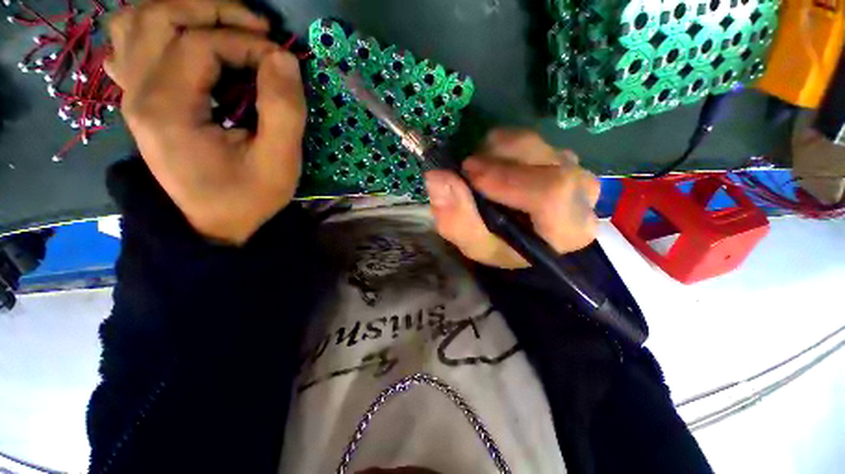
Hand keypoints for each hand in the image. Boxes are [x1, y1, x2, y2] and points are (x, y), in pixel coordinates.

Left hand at [106, 0, 305, 244]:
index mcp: (168, 110)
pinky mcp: (139, 100)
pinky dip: (155, 29)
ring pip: (137, 22)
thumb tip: (284, 59)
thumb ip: (284, 111)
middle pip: (158, 16)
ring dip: (181, 12)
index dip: (249, 43)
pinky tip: (183, 43)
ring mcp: (132, 94)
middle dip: (212, 10)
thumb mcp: (279, 163)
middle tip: (256, 27)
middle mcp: (138, 93)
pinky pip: (129, 45)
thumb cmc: (248, 198)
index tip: (283, 63)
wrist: (213, 224)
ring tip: (221, 27)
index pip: (201, 45)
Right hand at [424, 130, 599, 268]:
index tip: (469, 175)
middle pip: (542, 161)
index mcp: (568, 229)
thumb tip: (436, 176)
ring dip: (494, 152)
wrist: (520, 238)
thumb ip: (456, 218)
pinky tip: (491, 166)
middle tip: (466, 172)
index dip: (506, 179)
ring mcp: (574, 168)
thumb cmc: (501, 247)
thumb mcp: (475, 244)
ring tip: (477, 172)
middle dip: (495, 161)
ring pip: (533, 143)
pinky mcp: (560, 154)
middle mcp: (582, 194)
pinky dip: (500, 146)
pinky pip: (528, 138)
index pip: (551, 192)